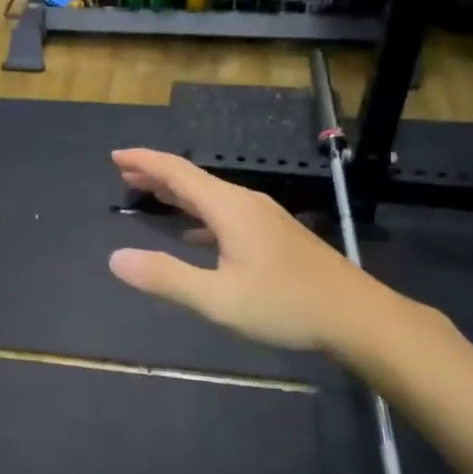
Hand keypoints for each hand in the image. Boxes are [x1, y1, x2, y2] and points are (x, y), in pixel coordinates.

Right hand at [107, 148, 405, 362]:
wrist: (357, 317)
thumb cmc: (285, 305)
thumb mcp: (218, 298)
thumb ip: (166, 277)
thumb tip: (115, 259)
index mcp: (229, 208)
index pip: (177, 173)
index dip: (144, 162)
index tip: (115, 156)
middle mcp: (245, 204)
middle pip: (193, 180)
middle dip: (157, 175)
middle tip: (124, 174)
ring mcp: (264, 219)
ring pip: (211, 198)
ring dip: (178, 195)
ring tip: (151, 196)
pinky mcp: (275, 236)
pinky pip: (226, 215)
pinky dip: (199, 217)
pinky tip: (193, 236)